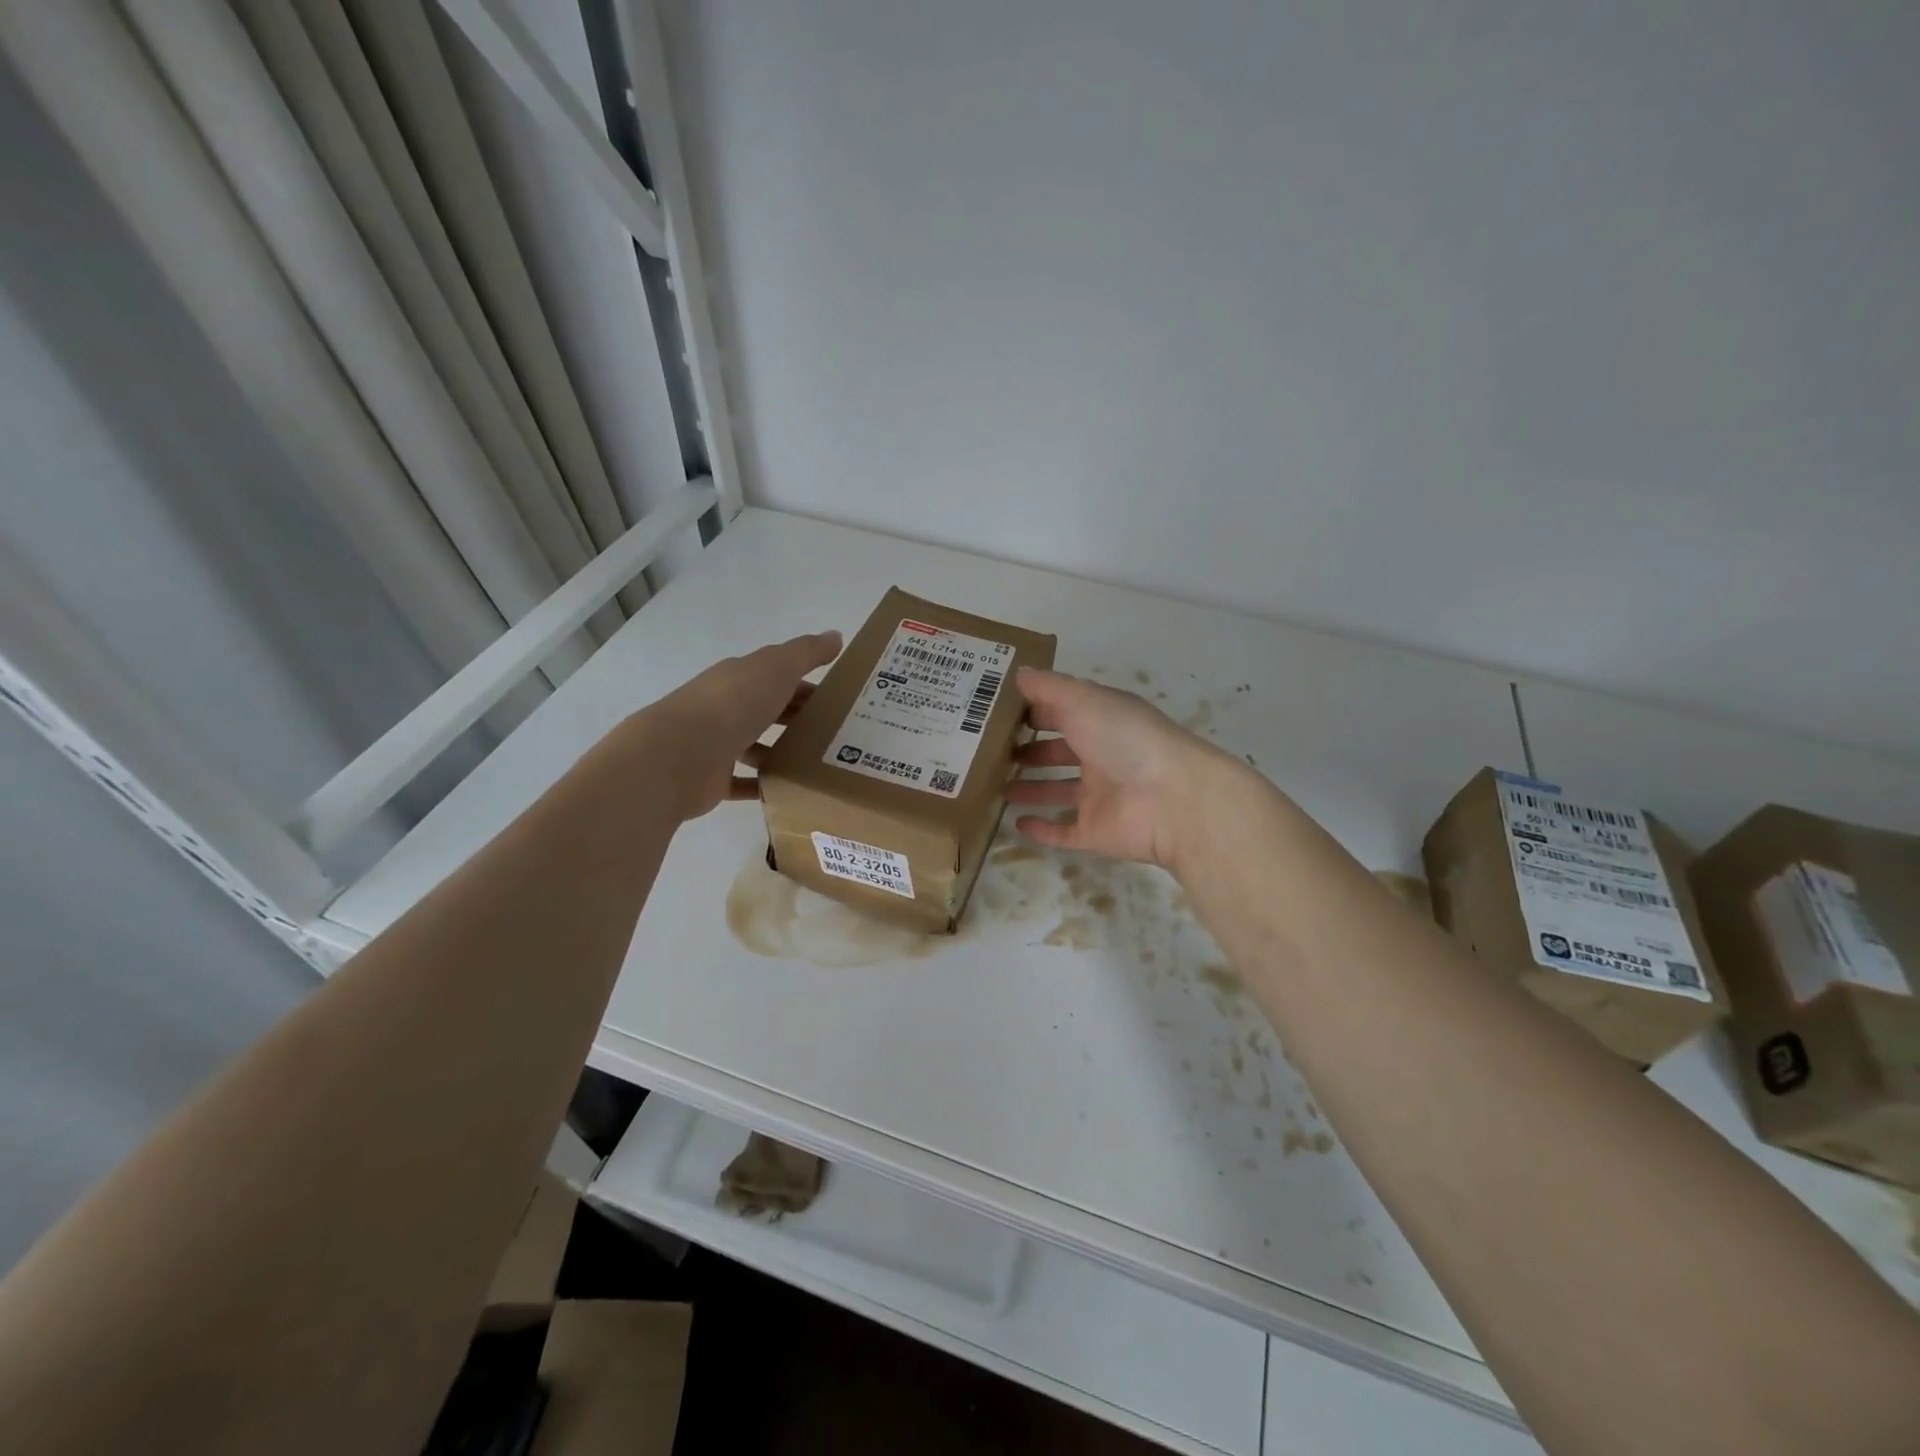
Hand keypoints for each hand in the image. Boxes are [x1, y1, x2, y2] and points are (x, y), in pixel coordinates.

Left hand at [648, 631, 842, 819]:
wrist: (679, 755)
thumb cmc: (732, 705)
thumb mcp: (776, 668)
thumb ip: (807, 653)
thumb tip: (836, 636)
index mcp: (739, 678)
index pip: (778, 677)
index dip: (808, 686)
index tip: (839, 702)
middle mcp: (726, 708)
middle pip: (768, 710)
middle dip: (798, 718)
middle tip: (837, 735)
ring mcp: (718, 744)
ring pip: (756, 745)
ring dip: (782, 752)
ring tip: (819, 763)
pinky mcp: (714, 779)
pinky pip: (744, 782)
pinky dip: (764, 785)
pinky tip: (791, 790)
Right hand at [1007, 667, 1245, 868]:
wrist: (1172, 799)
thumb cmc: (1126, 739)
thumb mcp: (1084, 700)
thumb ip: (1050, 687)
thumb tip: (1018, 673)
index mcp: (1103, 721)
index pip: (1063, 712)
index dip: (1034, 711)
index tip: (997, 712)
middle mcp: (1102, 756)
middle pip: (1060, 752)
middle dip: (1030, 751)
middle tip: (992, 753)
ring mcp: (1100, 797)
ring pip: (1059, 791)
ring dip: (1031, 789)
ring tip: (997, 786)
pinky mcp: (1095, 832)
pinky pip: (1064, 831)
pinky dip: (1042, 829)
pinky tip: (1016, 823)